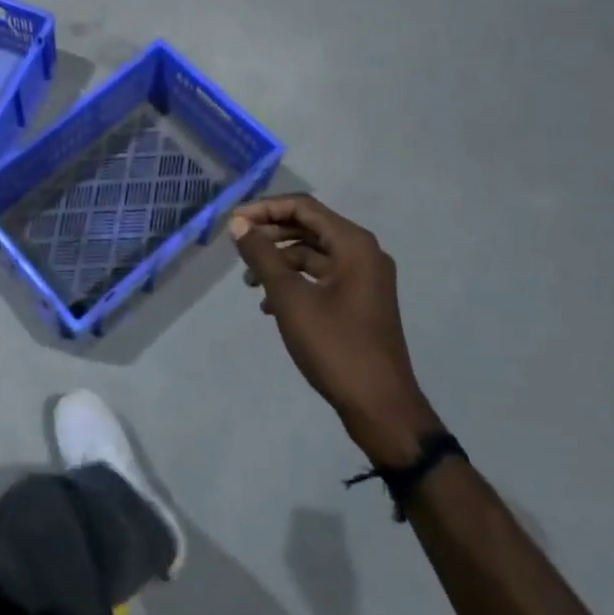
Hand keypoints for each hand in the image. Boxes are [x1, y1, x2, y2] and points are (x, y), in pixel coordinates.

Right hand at [230, 196, 441, 466]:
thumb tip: (237, 223)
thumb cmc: (335, 346)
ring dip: (278, 260)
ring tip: (249, 282)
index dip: (265, 209)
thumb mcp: (290, 298)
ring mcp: (363, 279)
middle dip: (270, 234)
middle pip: (308, 227)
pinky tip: (269, 304)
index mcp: (354, 244)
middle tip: (237, 248)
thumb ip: (262, 256)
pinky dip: (294, 281)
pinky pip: (321, 276)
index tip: (233, 223)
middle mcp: (363, 253)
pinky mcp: (359, 301)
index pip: (303, 207)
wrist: (380, 407)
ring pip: (312, 253)